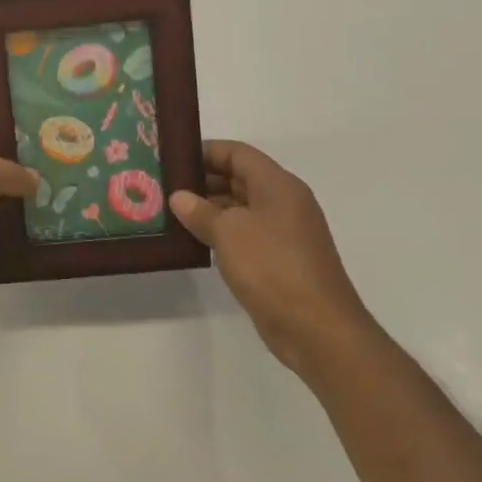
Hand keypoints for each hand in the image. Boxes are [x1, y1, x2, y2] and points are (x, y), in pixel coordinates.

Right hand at [169, 141, 376, 380]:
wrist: (317, 330)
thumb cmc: (273, 267)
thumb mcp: (229, 232)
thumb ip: (201, 211)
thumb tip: (179, 197)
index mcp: (277, 185)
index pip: (237, 153)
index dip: (204, 151)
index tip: (171, 159)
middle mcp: (283, 202)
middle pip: (238, 178)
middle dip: (202, 180)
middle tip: (163, 187)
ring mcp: (283, 233)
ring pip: (239, 208)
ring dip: (208, 209)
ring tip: (170, 213)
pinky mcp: (279, 261)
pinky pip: (244, 235)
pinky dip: (220, 233)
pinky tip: (193, 241)